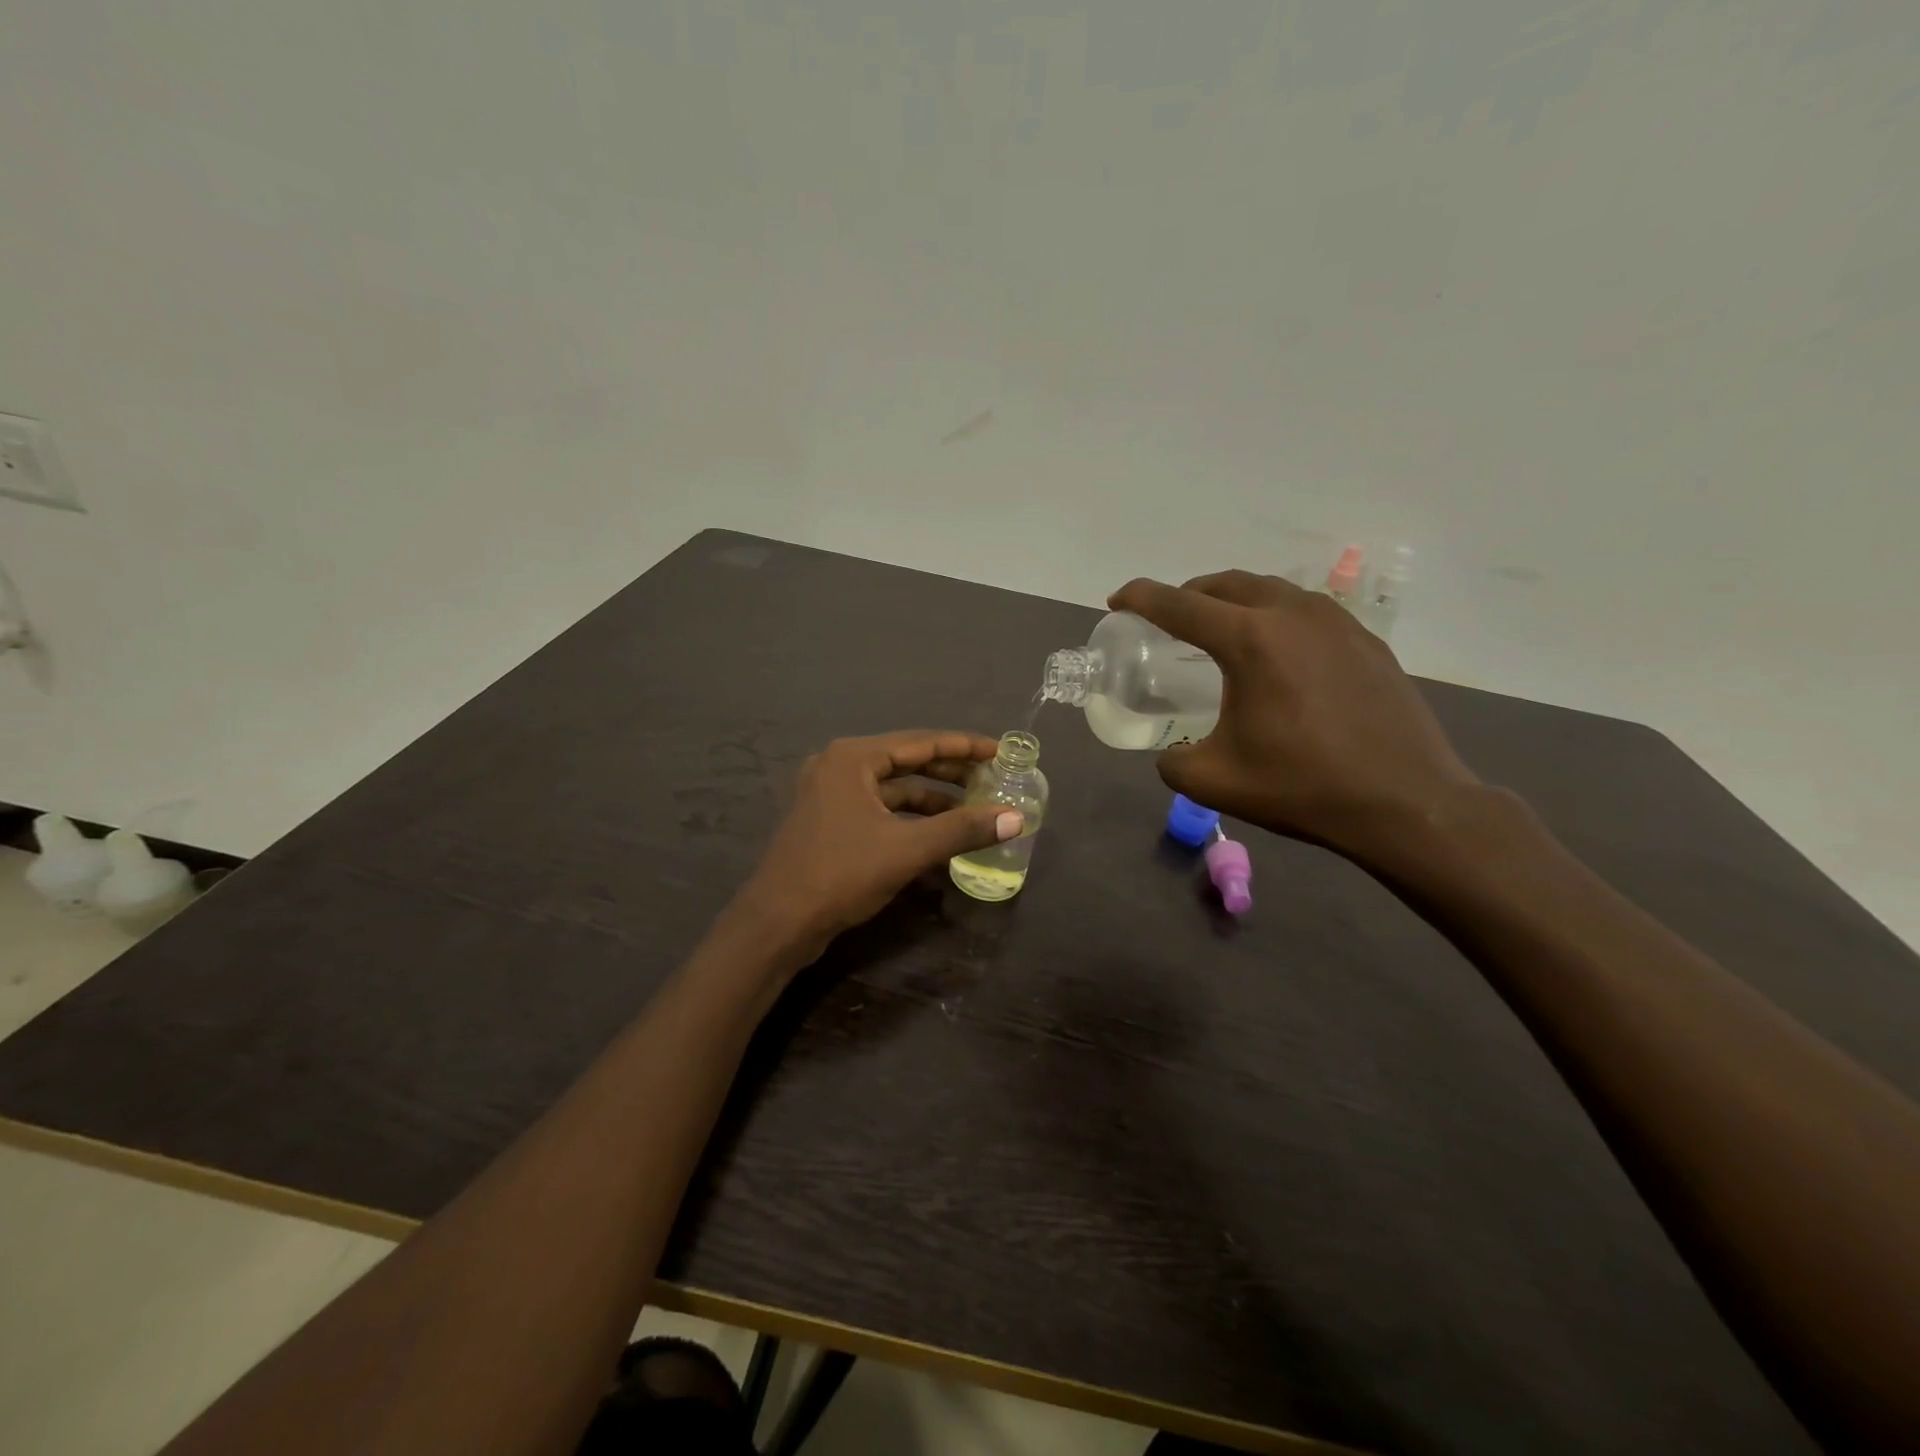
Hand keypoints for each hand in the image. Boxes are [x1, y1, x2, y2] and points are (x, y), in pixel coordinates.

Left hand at [738, 730, 1021, 952]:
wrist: (778, 923)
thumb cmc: (840, 874)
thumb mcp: (907, 850)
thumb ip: (962, 830)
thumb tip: (1016, 819)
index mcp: (852, 758)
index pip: (920, 742)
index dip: (964, 747)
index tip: (1000, 752)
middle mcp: (839, 766)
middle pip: (906, 761)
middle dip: (950, 772)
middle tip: (992, 779)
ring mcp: (831, 794)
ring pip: (893, 788)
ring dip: (932, 798)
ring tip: (973, 809)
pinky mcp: (830, 821)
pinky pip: (880, 809)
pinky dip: (910, 818)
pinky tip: (938, 833)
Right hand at [1108, 571, 1480, 864]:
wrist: (1407, 803)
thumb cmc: (1303, 787)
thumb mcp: (1215, 781)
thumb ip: (1174, 761)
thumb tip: (1171, 754)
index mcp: (1250, 640)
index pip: (1179, 605)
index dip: (1140, 598)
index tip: (1117, 602)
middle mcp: (1292, 614)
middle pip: (1225, 584)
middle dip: (1187, 594)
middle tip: (1167, 618)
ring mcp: (1336, 622)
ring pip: (1270, 590)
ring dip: (1233, 601)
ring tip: (1219, 629)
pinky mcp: (1365, 640)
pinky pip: (1305, 611)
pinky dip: (1274, 617)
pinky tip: (1276, 653)